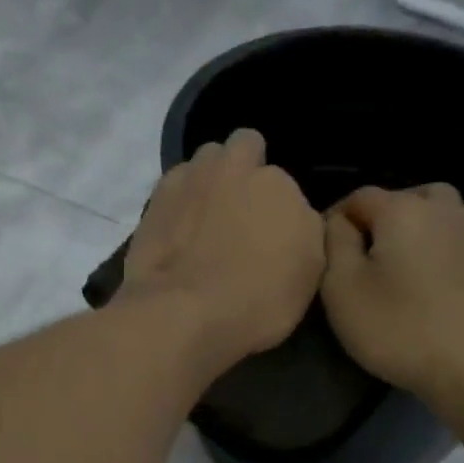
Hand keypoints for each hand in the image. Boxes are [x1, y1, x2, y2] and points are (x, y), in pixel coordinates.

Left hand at [120, 129, 324, 360]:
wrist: (183, 315)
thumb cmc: (258, 302)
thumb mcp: (309, 276)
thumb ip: (304, 231)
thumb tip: (292, 218)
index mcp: (278, 184)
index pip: (284, 181)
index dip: (278, 206)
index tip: (272, 233)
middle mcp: (235, 168)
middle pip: (245, 147)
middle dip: (245, 168)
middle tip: (242, 210)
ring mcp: (190, 178)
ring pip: (205, 160)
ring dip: (209, 180)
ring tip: (205, 219)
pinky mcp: (154, 199)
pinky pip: (174, 185)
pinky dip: (179, 201)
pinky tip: (178, 231)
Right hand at [322, 184, 463, 398]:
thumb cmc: (396, 327)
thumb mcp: (341, 289)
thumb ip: (335, 245)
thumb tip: (339, 222)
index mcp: (403, 211)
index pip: (361, 197)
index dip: (338, 217)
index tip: (327, 247)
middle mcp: (447, 211)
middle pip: (413, 198)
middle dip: (390, 217)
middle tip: (373, 252)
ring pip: (457, 213)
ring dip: (436, 226)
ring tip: (420, 255)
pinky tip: (461, 275)